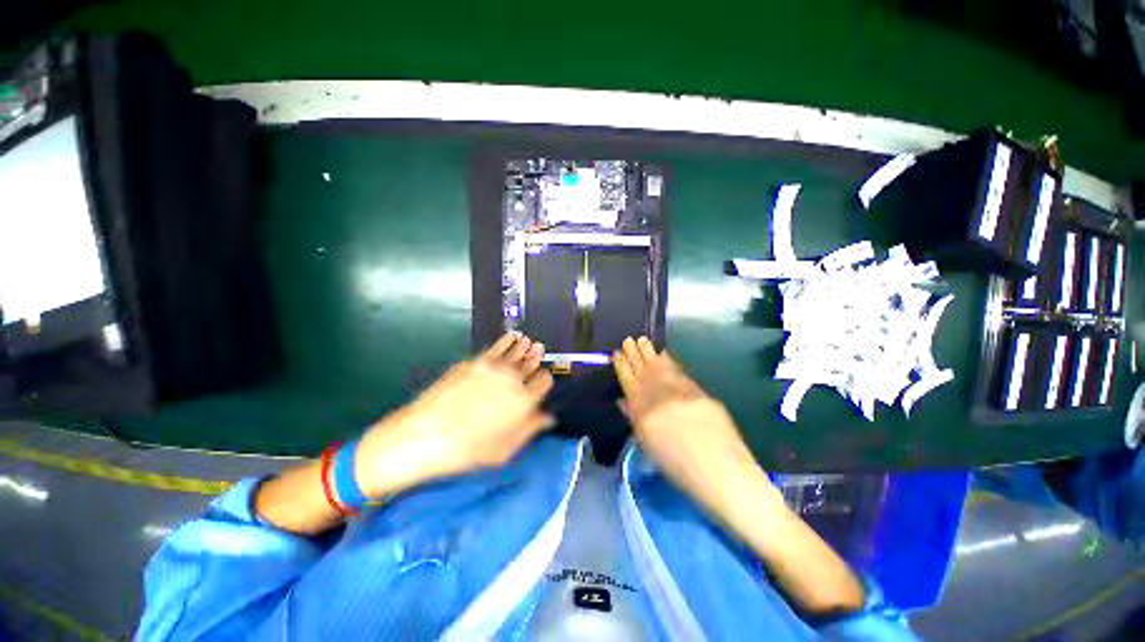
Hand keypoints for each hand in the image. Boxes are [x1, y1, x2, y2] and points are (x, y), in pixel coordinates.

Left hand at [355, 333, 554, 496]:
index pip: (544, 382)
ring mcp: (492, 367)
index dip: (545, 381)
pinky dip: (506, 341)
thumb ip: (530, 429)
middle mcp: (512, 379)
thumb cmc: (467, 450)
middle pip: (531, 362)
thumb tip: (547, 419)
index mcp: (524, 400)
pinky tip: (510, 338)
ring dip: (523, 346)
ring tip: (528, 340)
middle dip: (536, 357)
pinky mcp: (474, 362)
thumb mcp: (505, 450)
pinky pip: (496, 347)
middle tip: (539, 351)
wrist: (425, 435)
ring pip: (515, 350)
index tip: (543, 381)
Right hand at [612, 337, 759, 511]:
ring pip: (661, 368)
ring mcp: (683, 393)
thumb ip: (634, 419)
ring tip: (642, 340)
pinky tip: (664, 354)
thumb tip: (623, 400)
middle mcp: (661, 398)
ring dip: (650, 353)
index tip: (616, 353)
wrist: (723, 475)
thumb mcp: (649, 447)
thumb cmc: (680, 470)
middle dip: (635, 355)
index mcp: (645, 413)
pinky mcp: (701, 393)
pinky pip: (680, 373)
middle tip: (628, 339)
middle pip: (644, 372)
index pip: (629, 383)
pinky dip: (670, 362)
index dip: (622, 367)